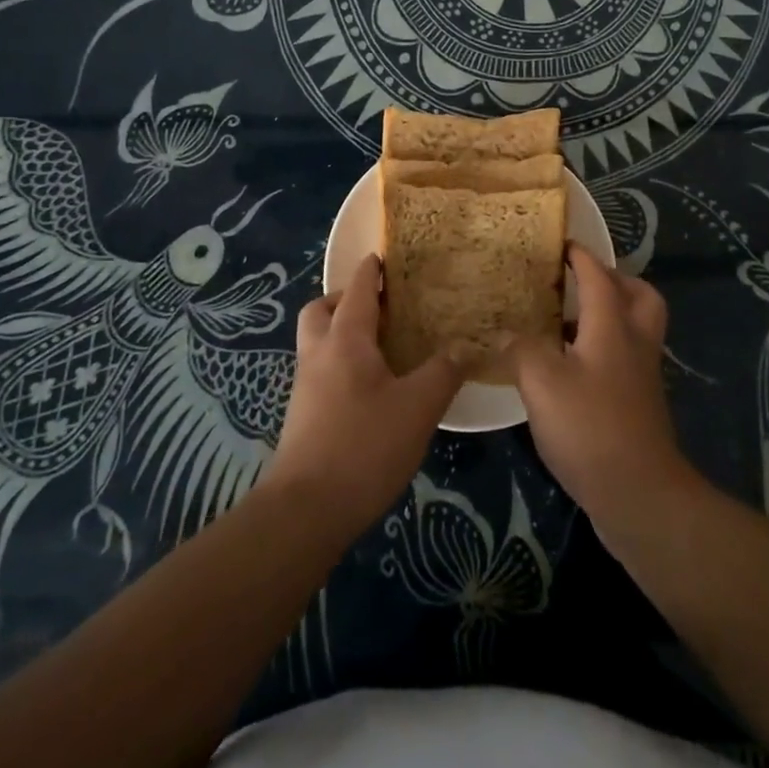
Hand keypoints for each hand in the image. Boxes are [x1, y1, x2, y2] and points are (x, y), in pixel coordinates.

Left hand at [263, 254, 461, 541]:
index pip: (356, 289)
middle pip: (320, 310)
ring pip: (315, 342)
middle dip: (344, 299)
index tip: (384, 257)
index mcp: (345, 340)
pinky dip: (338, 364)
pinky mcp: (302, 416)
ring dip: (338, 332)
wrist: (305, 510)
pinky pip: (319, 371)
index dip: (370, 271)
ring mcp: (305, 387)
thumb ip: (444, 372)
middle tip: (378, 308)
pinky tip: (367, 389)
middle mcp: (318, 354)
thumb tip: (466, 345)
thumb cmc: (364, 446)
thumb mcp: (418, 408)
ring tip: (377, 347)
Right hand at [511, 245, 694, 522]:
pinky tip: (571, 369)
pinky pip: (626, 358)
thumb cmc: (590, 427)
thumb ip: (521, 349)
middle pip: (640, 296)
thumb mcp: (542, 382)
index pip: (599, 276)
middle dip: (615, 280)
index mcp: (612, 327)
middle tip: (580, 282)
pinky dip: (604, 349)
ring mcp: (641, 376)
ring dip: (610, 315)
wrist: (640, 495)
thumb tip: (505, 333)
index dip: (580, 256)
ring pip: (635, 328)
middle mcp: (634, 343)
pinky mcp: (639, 405)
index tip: (561, 243)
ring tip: (568, 322)